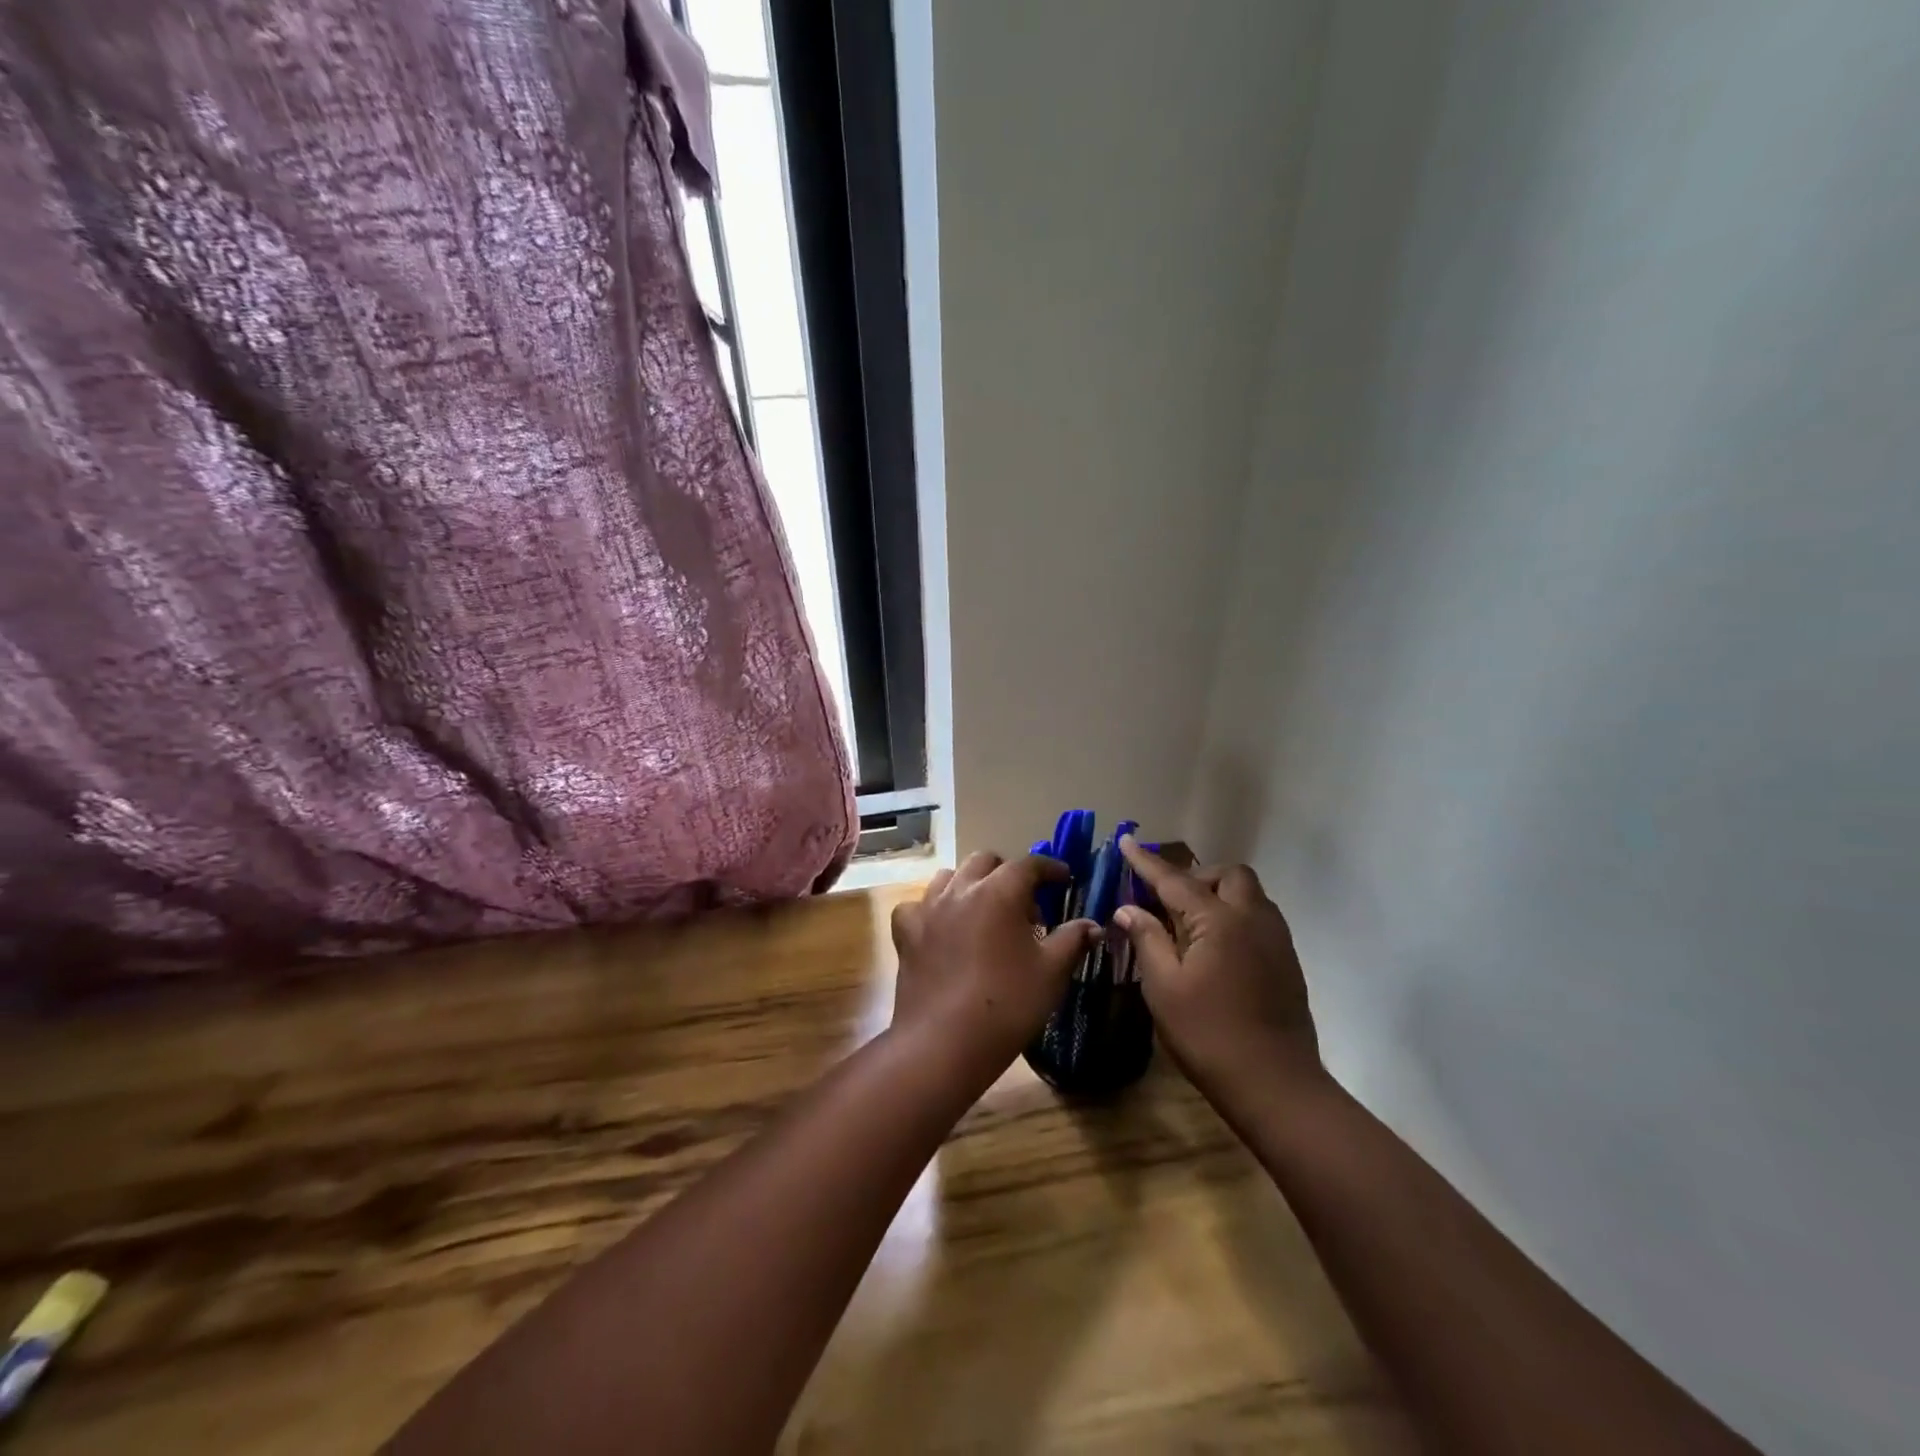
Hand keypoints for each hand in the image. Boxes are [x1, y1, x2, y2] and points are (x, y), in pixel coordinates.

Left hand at [890, 852, 1098, 1080]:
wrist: (944, 1042)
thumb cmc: (1007, 1004)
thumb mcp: (1052, 973)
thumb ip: (1072, 940)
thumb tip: (1092, 925)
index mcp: (999, 891)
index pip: (1029, 864)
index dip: (1050, 868)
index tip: (1064, 879)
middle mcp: (961, 889)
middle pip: (986, 862)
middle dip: (1008, 873)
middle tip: (1025, 903)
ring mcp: (928, 908)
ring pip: (950, 877)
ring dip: (970, 884)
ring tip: (984, 911)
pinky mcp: (906, 932)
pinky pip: (917, 906)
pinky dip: (932, 909)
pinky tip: (941, 928)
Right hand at [1114, 837, 1320, 1094]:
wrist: (1276, 1085)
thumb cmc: (1209, 1035)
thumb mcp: (1163, 988)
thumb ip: (1147, 939)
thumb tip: (1128, 908)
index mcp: (1218, 921)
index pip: (1174, 880)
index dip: (1146, 862)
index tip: (1126, 839)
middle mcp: (1253, 918)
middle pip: (1227, 876)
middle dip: (1196, 876)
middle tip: (1167, 899)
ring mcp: (1276, 939)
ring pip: (1248, 894)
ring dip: (1218, 894)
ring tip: (1189, 923)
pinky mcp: (1287, 961)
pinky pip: (1258, 918)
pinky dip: (1233, 916)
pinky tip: (1215, 947)